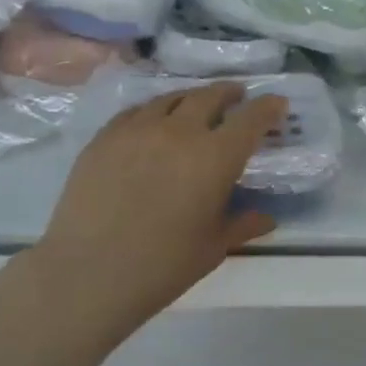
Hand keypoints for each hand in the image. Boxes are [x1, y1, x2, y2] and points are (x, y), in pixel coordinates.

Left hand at [27, 83, 288, 337]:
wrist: (89, 273)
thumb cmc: (163, 265)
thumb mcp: (213, 247)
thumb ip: (243, 224)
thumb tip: (267, 218)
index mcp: (216, 156)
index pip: (251, 118)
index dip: (268, 107)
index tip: (277, 103)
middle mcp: (180, 131)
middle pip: (210, 96)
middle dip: (229, 93)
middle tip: (237, 96)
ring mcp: (138, 129)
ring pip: (171, 98)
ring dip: (191, 98)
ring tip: (196, 104)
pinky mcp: (105, 137)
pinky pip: (136, 112)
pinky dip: (154, 111)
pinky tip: (153, 122)